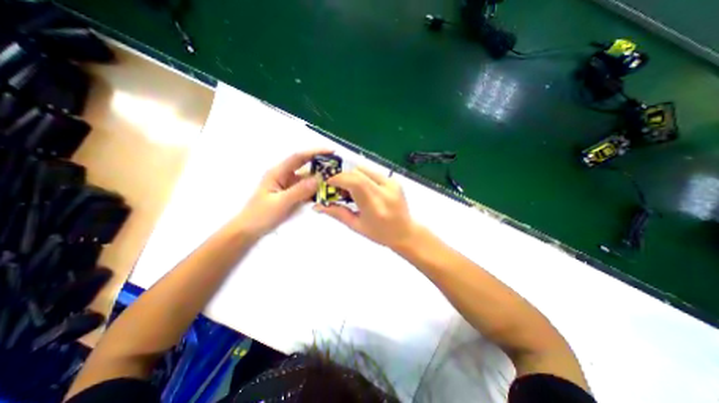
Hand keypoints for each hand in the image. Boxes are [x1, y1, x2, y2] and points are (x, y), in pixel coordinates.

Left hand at [232, 149, 328, 239]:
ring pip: (307, 179)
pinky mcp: (291, 194)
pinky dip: (315, 190)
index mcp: (278, 173)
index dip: (315, 152)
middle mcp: (284, 176)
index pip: (298, 157)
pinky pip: (306, 189)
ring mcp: (288, 186)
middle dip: (320, 164)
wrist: (248, 231)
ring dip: (319, 179)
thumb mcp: (280, 203)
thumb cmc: (260, 215)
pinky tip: (325, 193)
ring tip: (335, 181)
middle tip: (338, 167)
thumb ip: (300, 190)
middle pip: (305, 166)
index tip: (331, 151)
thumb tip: (320, 178)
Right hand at [313, 166, 418, 248]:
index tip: (328, 184)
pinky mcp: (394, 180)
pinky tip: (361, 189)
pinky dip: (362, 177)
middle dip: (343, 177)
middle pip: (358, 172)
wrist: (405, 232)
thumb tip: (317, 206)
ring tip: (349, 190)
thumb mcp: (356, 226)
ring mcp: (392, 183)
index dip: (338, 179)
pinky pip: (372, 172)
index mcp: (375, 205)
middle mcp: (385, 190)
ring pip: (364, 169)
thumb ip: (337, 213)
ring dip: (352, 176)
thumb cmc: (380, 234)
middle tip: (337, 189)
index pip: (354, 182)